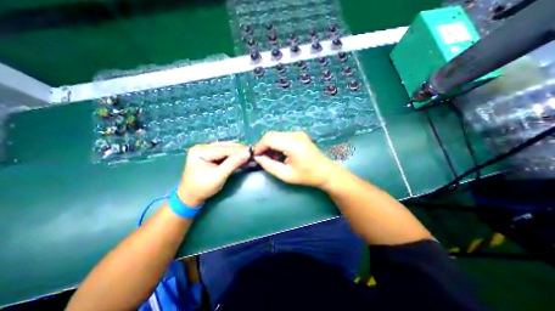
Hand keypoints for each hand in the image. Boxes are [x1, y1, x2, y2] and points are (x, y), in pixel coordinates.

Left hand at [178, 142, 249, 205]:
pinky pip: (225, 154)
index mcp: (200, 151)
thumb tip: (248, 152)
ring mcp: (206, 151)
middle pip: (226, 147)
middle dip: (240, 151)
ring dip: (239, 153)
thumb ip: (233, 163)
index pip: (224, 149)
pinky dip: (235, 157)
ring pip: (227, 149)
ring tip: (250, 155)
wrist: (190, 197)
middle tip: (254, 152)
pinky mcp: (210, 155)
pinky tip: (243, 158)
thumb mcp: (219, 176)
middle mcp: (203, 147)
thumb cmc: (202, 188)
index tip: (253, 150)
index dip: (240, 150)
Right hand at [254, 130, 337, 186]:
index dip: (260, 147)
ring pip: (276, 135)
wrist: (325, 172)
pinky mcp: (299, 135)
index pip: (269, 139)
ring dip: (270, 145)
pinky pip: (283, 136)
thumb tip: (258, 158)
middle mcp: (294, 134)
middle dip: (264, 145)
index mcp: (292, 144)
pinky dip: (277, 144)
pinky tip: (280, 154)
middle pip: (271, 135)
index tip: (257, 157)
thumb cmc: (306, 176)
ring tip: (272, 158)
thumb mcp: (285, 175)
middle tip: (263, 158)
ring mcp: (298, 133)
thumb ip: (269, 166)